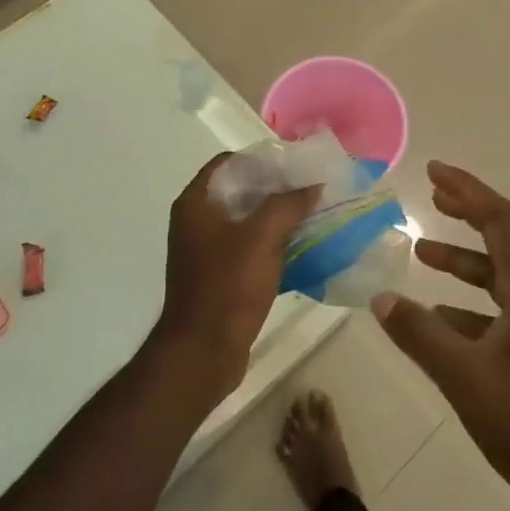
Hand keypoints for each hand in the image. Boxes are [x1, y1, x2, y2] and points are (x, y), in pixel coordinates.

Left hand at [156, 152, 317, 398]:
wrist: (203, 352)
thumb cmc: (227, 286)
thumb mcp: (262, 238)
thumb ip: (288, 204)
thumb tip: (313, 185)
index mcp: (195, 203)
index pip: (228, 163)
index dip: (260, 158)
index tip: (294, 162)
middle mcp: (195, 221)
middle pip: (239, 190)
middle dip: (274, 187)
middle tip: (310, 186)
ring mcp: (205, 250)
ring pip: (246, 221)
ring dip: (276, 216)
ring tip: (312, 212)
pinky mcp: (218, 275)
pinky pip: (248, 247)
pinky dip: (271, 242)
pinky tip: (301, 245)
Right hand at [374, 161, 509, 510]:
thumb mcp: (466, 378)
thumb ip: (421, 336)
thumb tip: (380, 299)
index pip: (503, 221)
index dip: (470, 191)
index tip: (434, 172)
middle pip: (504, 238)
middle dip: (468, 210)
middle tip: (431, 193)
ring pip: (499, 275)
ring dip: (464, 258)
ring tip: (422, 251)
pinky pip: (496, 310)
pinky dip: (465, 302)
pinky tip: (435, 315)